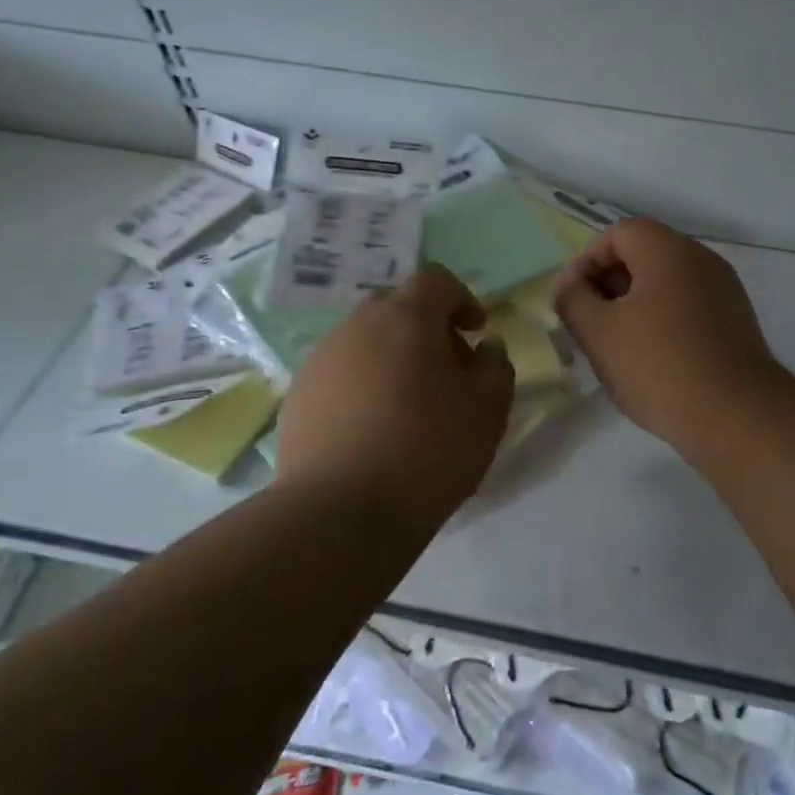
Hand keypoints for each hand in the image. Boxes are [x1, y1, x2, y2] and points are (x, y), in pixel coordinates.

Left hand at [275, 267, 515, 525]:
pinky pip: (340, 374)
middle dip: (425, 327)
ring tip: (409, 405)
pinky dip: (362, 385)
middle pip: (395, 307)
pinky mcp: (298, 397)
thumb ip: (496, 366)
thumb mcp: (488, 410)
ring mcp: (320, 361)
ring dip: (391, 357)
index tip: (475, 331)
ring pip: (364, 341)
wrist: (340, 513)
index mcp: (405, 318)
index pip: (435, 280)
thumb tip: (485, 347)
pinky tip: (373, 429)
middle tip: (445, 368)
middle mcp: (356, 327)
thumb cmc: (428, 451)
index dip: (462, 298)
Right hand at [555, 218, 788, 450]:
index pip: (619, 233)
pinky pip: (688, 305)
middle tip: (590, 323)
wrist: (737, 416)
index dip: (588, 261)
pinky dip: (663, 319)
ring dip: (634, 304)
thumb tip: (570, 284)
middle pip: (644, 254)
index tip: (573, 299)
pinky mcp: (735, 321)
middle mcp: (701, 259)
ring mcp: (724, 290)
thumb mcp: (599, 333)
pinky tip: (652, 360)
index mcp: (669, 251)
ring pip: (666, 282)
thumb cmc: (659, 366)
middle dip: (609, 283)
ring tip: (617, 345)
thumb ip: (573, 299)